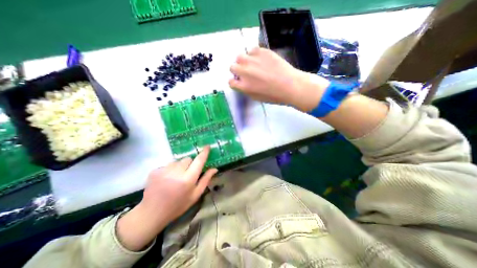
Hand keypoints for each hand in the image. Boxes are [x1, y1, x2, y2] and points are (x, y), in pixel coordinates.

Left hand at [117, 147, 216, 250]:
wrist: (152, 213)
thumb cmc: (178, 205)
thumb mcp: (195, 195)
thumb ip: (206, 180)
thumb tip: (215, 168)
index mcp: (188, 179)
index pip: (199, 161)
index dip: (204, 152)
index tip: (207, 146)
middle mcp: (176, 172)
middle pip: (188, 159)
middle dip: (190, 164)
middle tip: (187, 174)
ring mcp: (164, 170)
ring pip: (178, 161)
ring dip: (180, 166)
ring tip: (176, 178)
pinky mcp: (155, 170)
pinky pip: (168, 164)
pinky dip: (170, 169)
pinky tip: (166, 179)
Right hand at [229, 47, 330, 110]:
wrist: (290, 86)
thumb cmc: (274, 96)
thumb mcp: (256, 97)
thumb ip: (246, 89)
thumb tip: (241, 83)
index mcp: (244, 86)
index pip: (231, 82)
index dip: (235, 82)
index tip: (239, 82)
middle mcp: (245, 72)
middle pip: (232, 67)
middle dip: (237, 71)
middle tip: (246, 73)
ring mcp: (253, 60)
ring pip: (240, 56)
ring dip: (243, 61)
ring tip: (252, 64)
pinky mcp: (262, 51)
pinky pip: (252, 50)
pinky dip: (254, 54)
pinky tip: (261, 59)